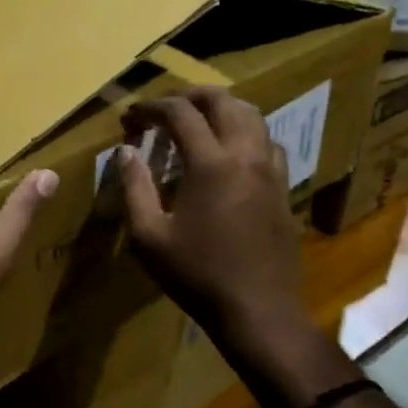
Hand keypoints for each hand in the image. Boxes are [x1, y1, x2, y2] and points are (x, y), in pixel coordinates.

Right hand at [117, 88, 305, 355]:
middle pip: (221, 100)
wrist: (259, 311)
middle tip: (162, 109)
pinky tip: (229, 151)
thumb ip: (134, 187)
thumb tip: (124, 152)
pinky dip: (244, 131)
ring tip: (195, 121)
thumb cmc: (198, 275)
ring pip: (251, 114)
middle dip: (188, 95)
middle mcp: (245, 154)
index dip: (150, 107)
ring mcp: (270, 169)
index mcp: (211, 163)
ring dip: (220, 108)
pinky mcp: (283, 185)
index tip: (130, 117)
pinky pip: (267, 140)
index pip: (179, 112)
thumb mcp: (150, 236)